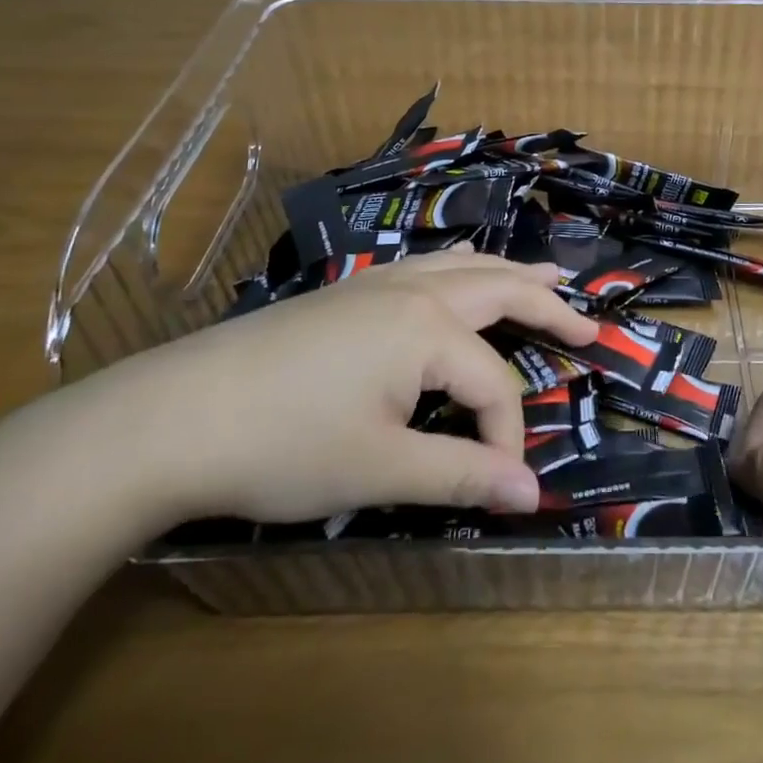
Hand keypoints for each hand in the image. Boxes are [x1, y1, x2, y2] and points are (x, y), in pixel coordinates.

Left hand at [83, 248, 596, 524]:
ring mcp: (378, 283)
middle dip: (549, 308)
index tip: (502, 487)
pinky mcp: (349, 291)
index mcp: (429, 328)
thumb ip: (460, 475)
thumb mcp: (379, 468)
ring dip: (510, 275)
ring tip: (547, 277)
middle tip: (590, 325)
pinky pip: (429, 267)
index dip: (505, 440)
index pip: (492, 386)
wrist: (172, 414)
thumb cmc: (284, 443)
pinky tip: (461, 279)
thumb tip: (532, 496)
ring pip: (464, 266)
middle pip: (500, 291)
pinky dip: (465, 270)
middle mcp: (413, 290)